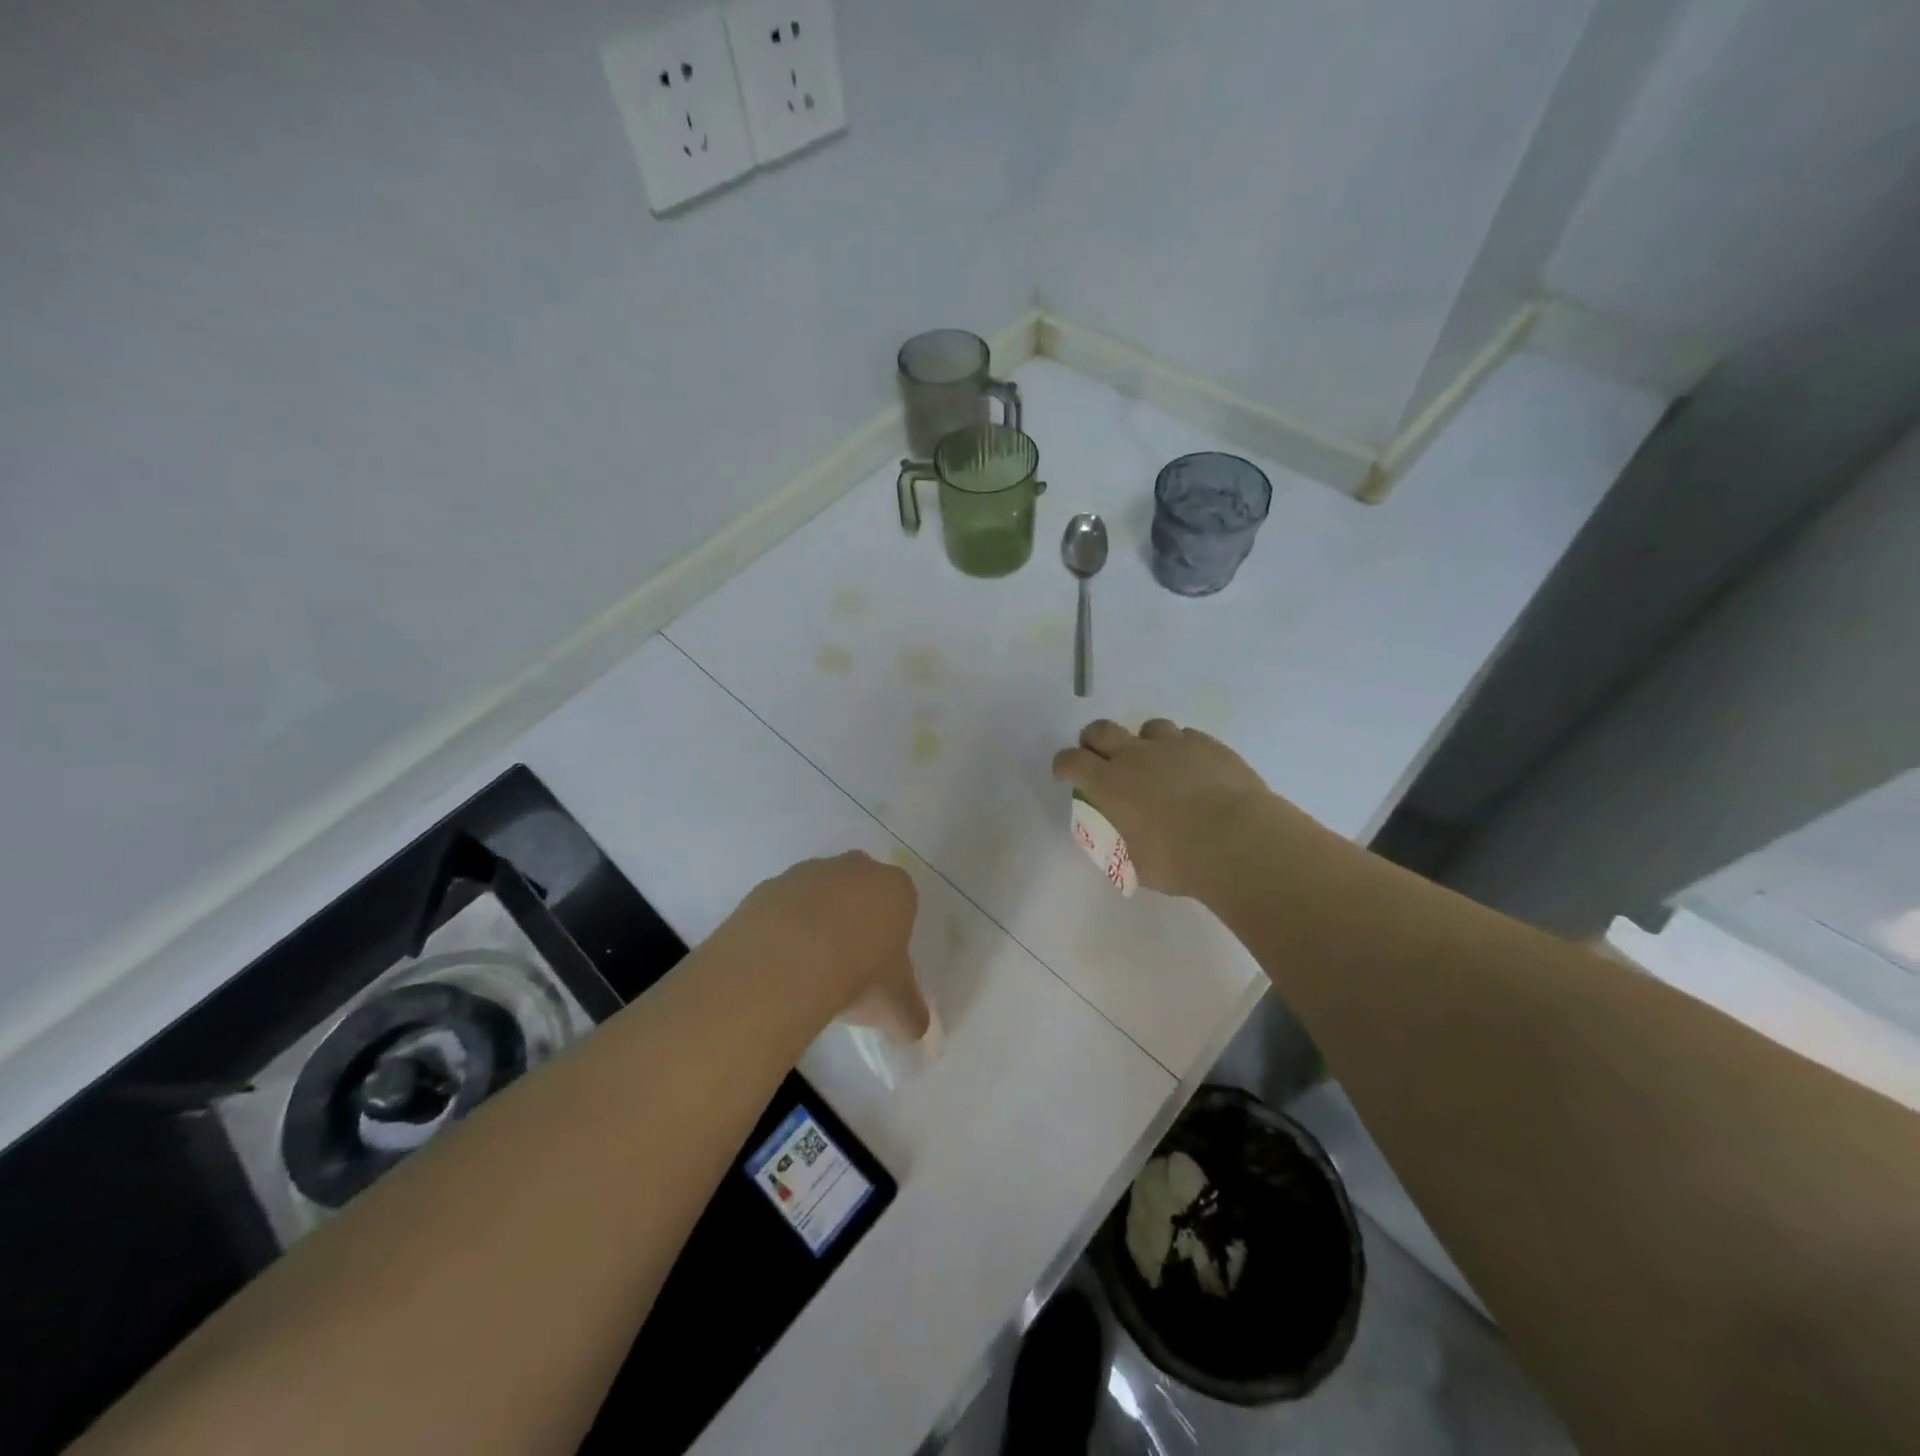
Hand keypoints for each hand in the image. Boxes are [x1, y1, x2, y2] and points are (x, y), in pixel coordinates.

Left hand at [731, 851, 929, 1040]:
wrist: (787, 961)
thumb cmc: (860, 974)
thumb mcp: (895, 1006)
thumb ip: (910, 1017)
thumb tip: (914, 1031)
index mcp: (895, 888)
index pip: (902, 904)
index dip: (892, 935)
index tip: (881, 967)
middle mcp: (854, 869)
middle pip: (859, 891)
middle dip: (854, 920)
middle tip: (846, 965)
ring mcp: (807, 872)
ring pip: (817, 896)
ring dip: (814, 923)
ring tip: (806, 972)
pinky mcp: (768, 886)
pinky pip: (780, 908)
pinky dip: (780, 930)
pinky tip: (777, 964)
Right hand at [1051, 719, 1295, 900]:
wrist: (1240, 841)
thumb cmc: (1180, 861)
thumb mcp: (1137, 864)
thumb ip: (1127, 845)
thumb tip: (1131, 841)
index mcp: (1109, 784)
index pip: (1071, 761)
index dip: (1064, 765)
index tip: (1066, 775)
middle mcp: (1135, 756)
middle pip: (1101, 730)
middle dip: (1094, 741)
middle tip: (1101, 758)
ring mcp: (1174, 745)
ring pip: (1148, 727)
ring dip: (1144, 742)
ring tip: (1156, 764)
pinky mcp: (1208, 745)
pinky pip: (1187, 737)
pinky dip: (1182, 750)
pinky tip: (1193, 770)